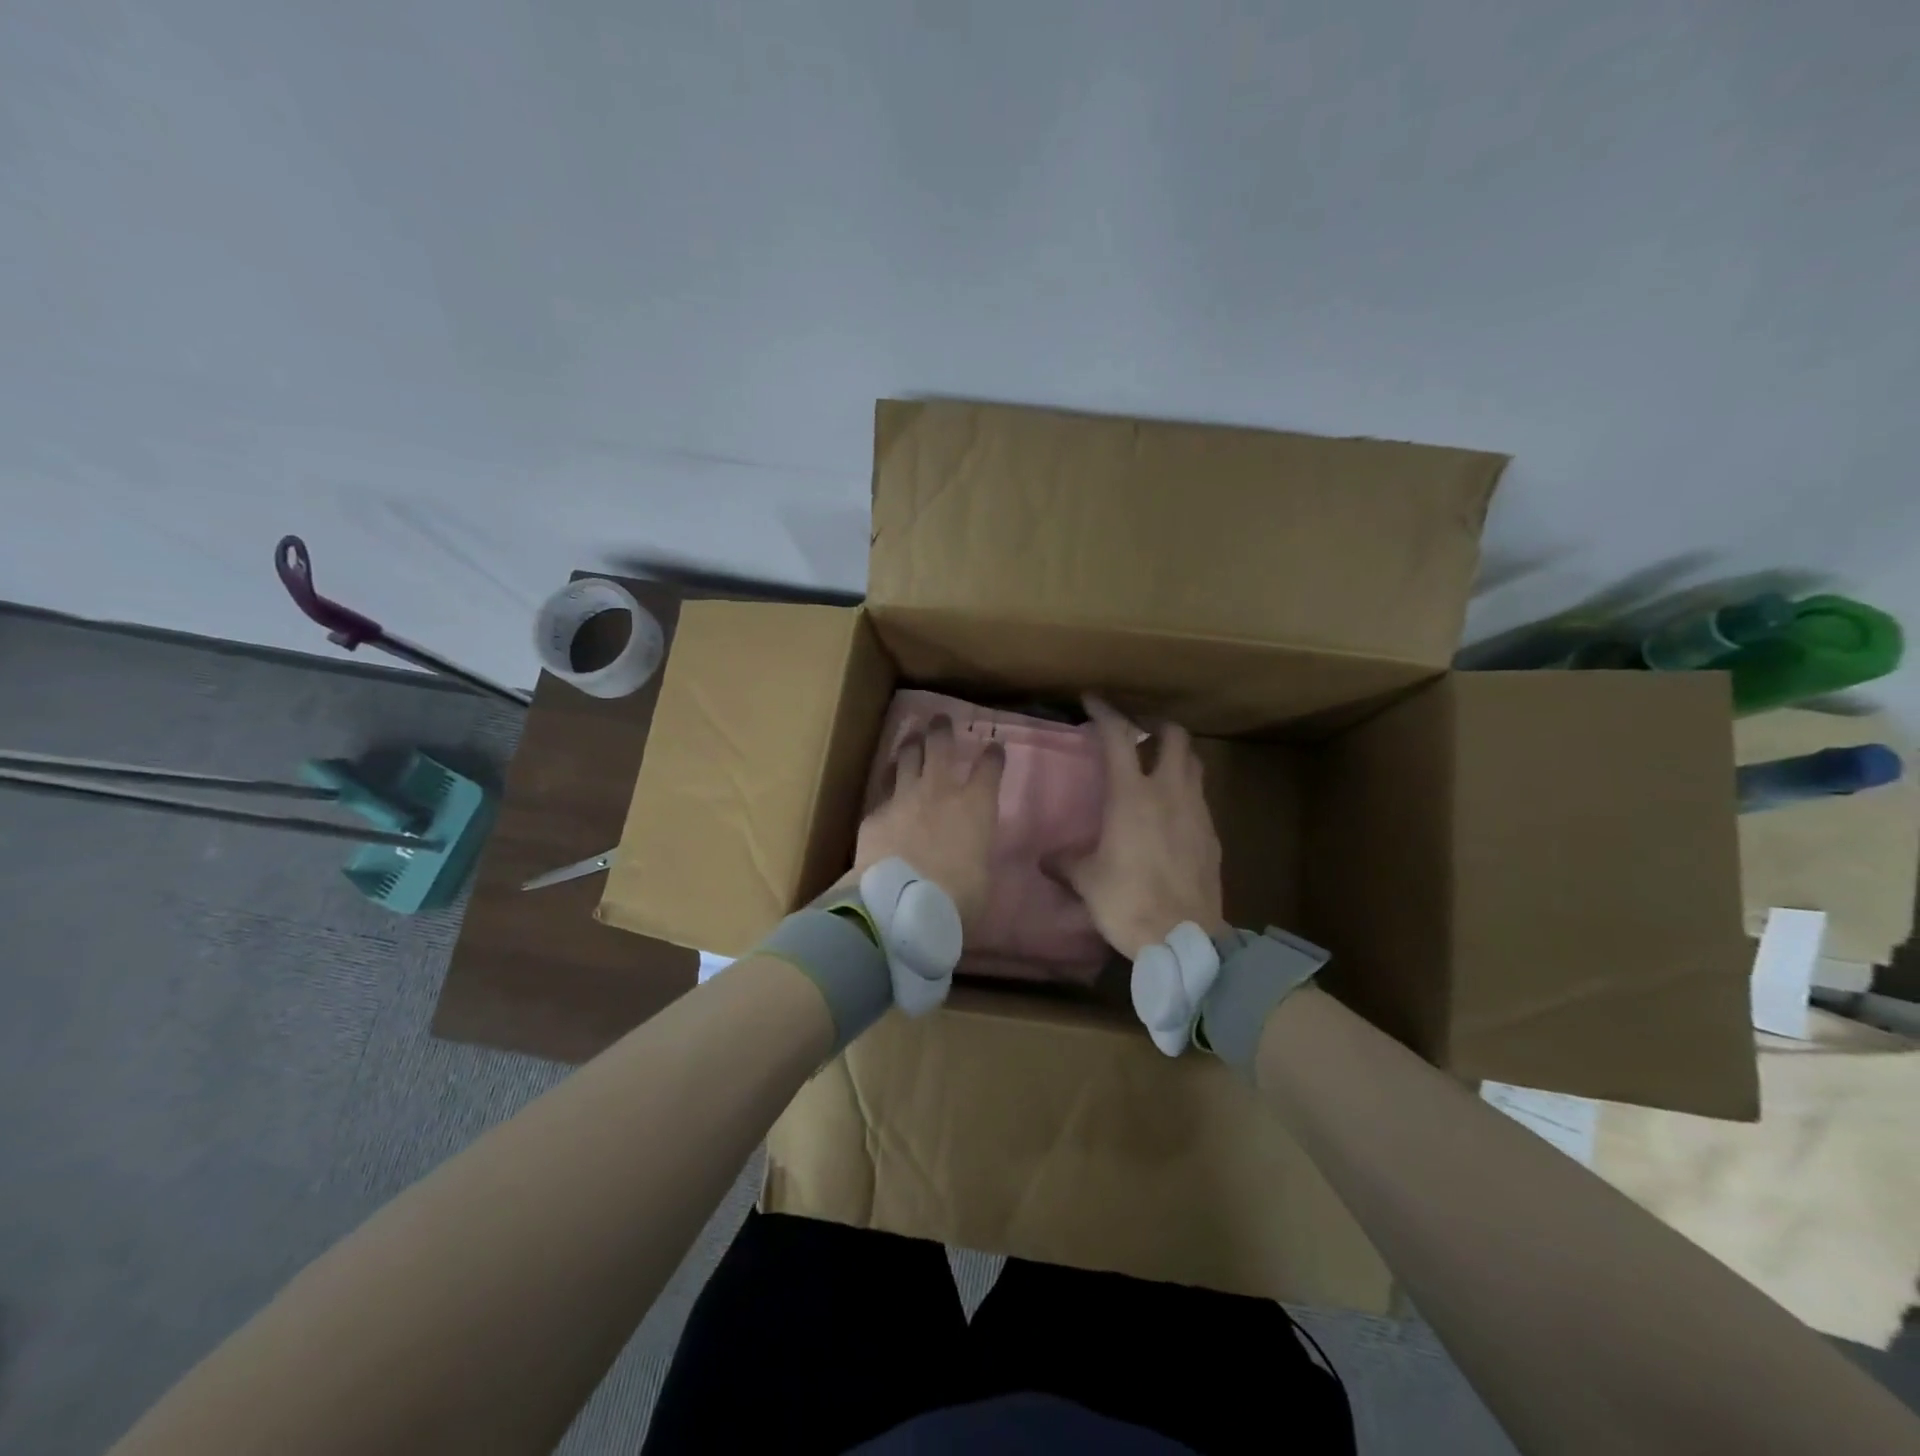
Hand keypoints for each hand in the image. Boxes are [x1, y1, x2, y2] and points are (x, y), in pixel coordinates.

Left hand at [847, 715, 1003, 929]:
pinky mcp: (875, 812)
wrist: (902, 901)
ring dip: (911, 745)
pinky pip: (883, 788)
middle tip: (940, 720)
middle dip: (942, 730)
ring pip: (907, 757)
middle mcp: (940, 791)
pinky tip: (886, 784)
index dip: (993, 756)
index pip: (989, 768)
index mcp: (976, 806)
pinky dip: (888, 782)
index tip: (993, 748)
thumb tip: (969, 857)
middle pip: (941, 746)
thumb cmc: (958, 897)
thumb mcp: (981, 877)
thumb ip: (976, 855)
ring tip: (912, 738)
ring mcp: (904, 797)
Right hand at [1056, 695, 1225, 958]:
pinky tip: (1171, 812)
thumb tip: (1046, 859)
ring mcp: (1196, 812)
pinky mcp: (1212, 835)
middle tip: (1137, 732)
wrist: (1185, 937)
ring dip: (1175, 755)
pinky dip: (1185, 790)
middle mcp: (1168, 792)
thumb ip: (1066, 862)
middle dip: (1155, 725)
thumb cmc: (1128, 901)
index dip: (1105, 712)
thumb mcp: (1087, 881)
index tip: (1091, 701)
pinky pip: (1200, 797)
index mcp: (1131, 795)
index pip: (1119, 736)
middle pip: (1174, 736)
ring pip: (1193, 763)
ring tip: (1156, 766)